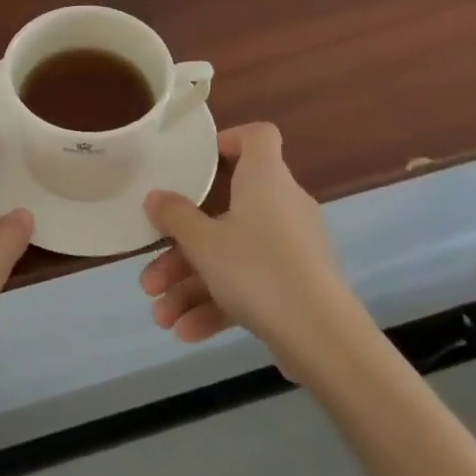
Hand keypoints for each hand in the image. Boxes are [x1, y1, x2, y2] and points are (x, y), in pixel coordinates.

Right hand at [140, 122, 366, 381]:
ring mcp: (291, 248)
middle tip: (152, 273)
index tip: (197, 162)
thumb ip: (175, 216)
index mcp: (265, 178)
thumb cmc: (258, 269)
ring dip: (192, 284)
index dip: (229, 140)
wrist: (324, 340)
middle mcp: (281, 205)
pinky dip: (218, 304)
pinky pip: (250, 285)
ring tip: (160, 316)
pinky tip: (185, 332)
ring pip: (232, 255)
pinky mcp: (296, 286)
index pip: (258, 136)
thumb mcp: (203, 242)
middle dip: (183, 246)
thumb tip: (155, 197)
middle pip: (225, 211)